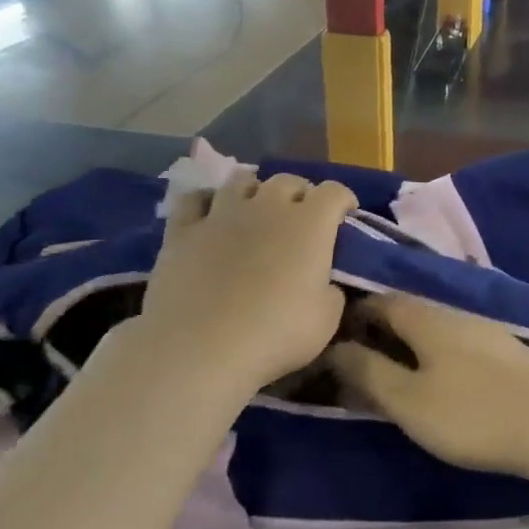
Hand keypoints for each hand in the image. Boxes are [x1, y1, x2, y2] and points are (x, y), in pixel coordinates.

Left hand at [137, 172, 355, 389]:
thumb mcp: (327, 318)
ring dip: (256, 190)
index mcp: (310, 224)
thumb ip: (331, 290)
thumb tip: (324, 282)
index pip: (334, 192)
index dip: (344, 200)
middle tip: (302, 217)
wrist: (201, 348)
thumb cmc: (276, 333)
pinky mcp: (182, 230)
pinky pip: (194, 199)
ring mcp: (222, 214)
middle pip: (288, 181)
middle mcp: (268, 207)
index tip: (346, 217)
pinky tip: (211, 216)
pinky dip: (207, 202)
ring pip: (242, 180)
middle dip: (300, 194)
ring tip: (256, 209)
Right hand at [325, 294, 528, 482]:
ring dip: (412, 344)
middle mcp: (459, 315)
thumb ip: (370, 373)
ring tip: (396, 373)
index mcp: (429, 319)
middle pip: (411, 312)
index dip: (355, 313)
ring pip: (438, 329)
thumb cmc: (473, 415)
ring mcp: (489, 332)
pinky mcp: (510, 354)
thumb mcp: (410, 401)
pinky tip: (442, 379)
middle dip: (382, 330)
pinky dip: (439, 355)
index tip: (333, 336)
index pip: (383, 300)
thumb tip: (335, 348)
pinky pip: (461, 344)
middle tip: (359, 360)